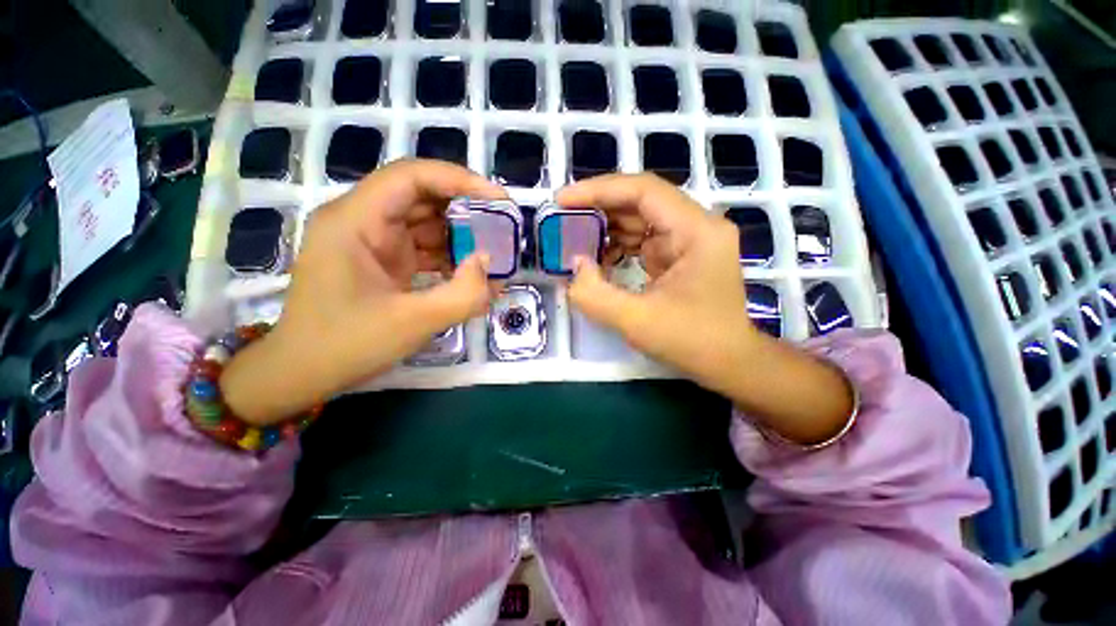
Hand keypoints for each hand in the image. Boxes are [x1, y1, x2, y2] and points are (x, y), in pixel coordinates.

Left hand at [221, 160, 504, 424]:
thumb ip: (462, 294)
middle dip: (466, 210)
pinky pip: (423, 246)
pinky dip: (450, 256)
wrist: (302, 374)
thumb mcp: (413, 323)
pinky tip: (472, 274)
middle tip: (503, 228)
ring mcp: (372, 241)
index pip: (411, 177)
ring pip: (426, 222)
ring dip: (461, 235)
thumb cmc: (346, 346)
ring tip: (494, 253)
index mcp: (355, 221)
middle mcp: (361, 221)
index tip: (499, 200)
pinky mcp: (383, 260)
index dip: (459, 180)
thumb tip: (488, 262)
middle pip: (422, 196)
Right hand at [558, 174, 852, 444]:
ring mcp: (690, 239)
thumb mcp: (637, 322)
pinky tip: (599, 260)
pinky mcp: (681, 255)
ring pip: (640, 219)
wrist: (729, 362)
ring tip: (575, 242)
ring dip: (607, 229)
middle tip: (563, 222)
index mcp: (697, 231)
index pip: (643, 191)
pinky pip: (644, 239)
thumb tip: (575, 265)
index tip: (563, 199)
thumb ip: (595, 294)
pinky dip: (618, 246)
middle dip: (599, 210)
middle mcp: (697, 226)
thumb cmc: (692, 342)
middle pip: (641, 202)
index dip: (599, 190)